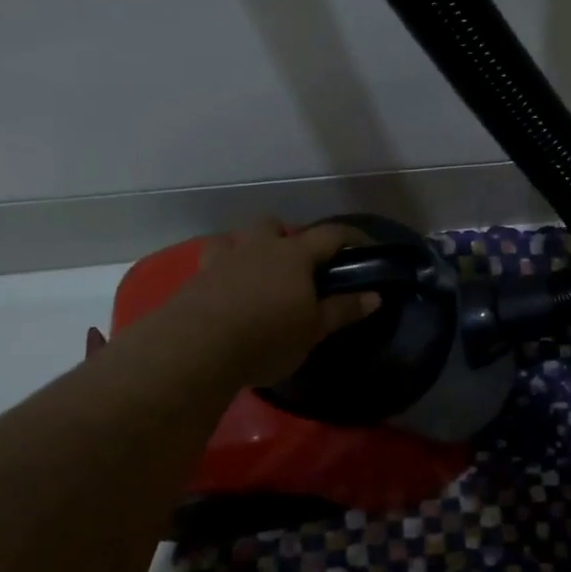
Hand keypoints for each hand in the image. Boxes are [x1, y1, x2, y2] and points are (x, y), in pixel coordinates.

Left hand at [150, 220, 380, 386]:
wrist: (197, 347)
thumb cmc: (267, 336)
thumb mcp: (313, 330)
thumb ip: (343, 310)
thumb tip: (375, 296)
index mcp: (294, 255)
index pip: (331, 235)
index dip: (352, 238)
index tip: (367, 248)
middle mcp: (258, 247)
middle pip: (273, 224)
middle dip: (285, 236)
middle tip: (295, 265)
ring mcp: (223, 259)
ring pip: (235, 238)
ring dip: (247, 249)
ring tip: (253, 275)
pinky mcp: (196, 278)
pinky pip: (210, 263)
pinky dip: (221, 272)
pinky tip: (224, 294)